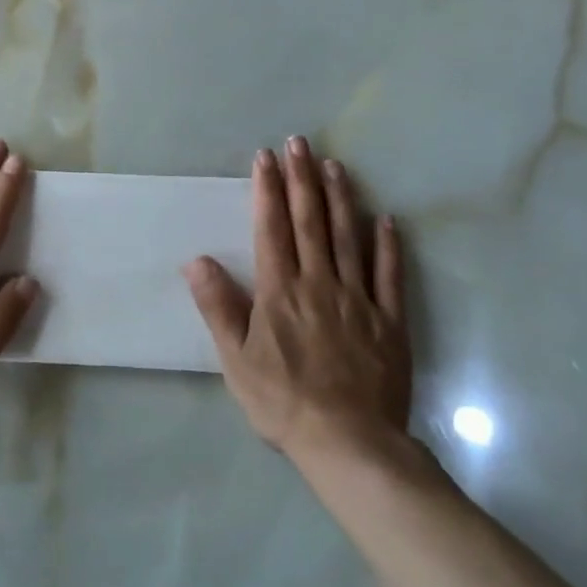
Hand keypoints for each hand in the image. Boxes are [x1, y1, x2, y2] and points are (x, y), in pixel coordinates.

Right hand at [184, 137, 411, 462]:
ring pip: (348, 238)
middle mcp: (319, 283)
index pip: (272, 228)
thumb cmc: (283, 401)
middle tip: (299, 143)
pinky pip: (389, 275)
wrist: (349, 444)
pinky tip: (386, 220)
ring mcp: (358, 299)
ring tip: (335, 165)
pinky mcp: (389, 321)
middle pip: (310, 221)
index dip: (268, 190)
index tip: (266, 157)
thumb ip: (218, 306)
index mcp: (280, 290)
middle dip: (302, 179)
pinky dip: (387, 245)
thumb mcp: (236, 358)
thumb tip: (196, 260)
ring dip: (340, 198)